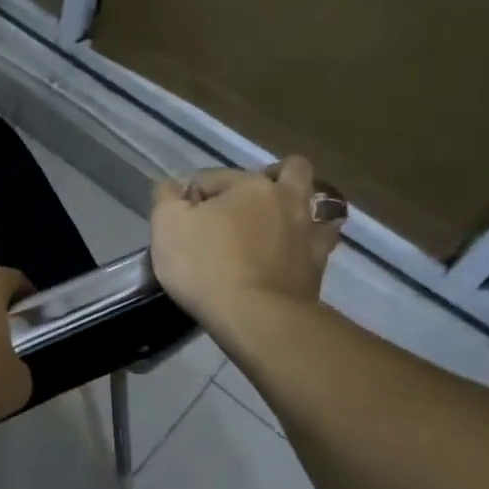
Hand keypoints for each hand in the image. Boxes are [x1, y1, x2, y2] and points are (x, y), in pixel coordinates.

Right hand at [150, 157, 343, 326]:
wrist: (255, 318)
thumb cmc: (206, 266)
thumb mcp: (167, 226)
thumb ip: (166, 198)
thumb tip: (173, 188)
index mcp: (249, 184)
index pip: (211, 177)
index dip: (191, 199)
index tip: (182, 226)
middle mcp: (286, 199)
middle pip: (289, 170)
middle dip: (269, 178)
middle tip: (244, 205)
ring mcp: (309, 231)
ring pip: (317, 203)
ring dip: (299, 206)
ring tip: (276, 223)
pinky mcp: (319, 265)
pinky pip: (321, 241)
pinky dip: (309, 240)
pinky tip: (293, 251)